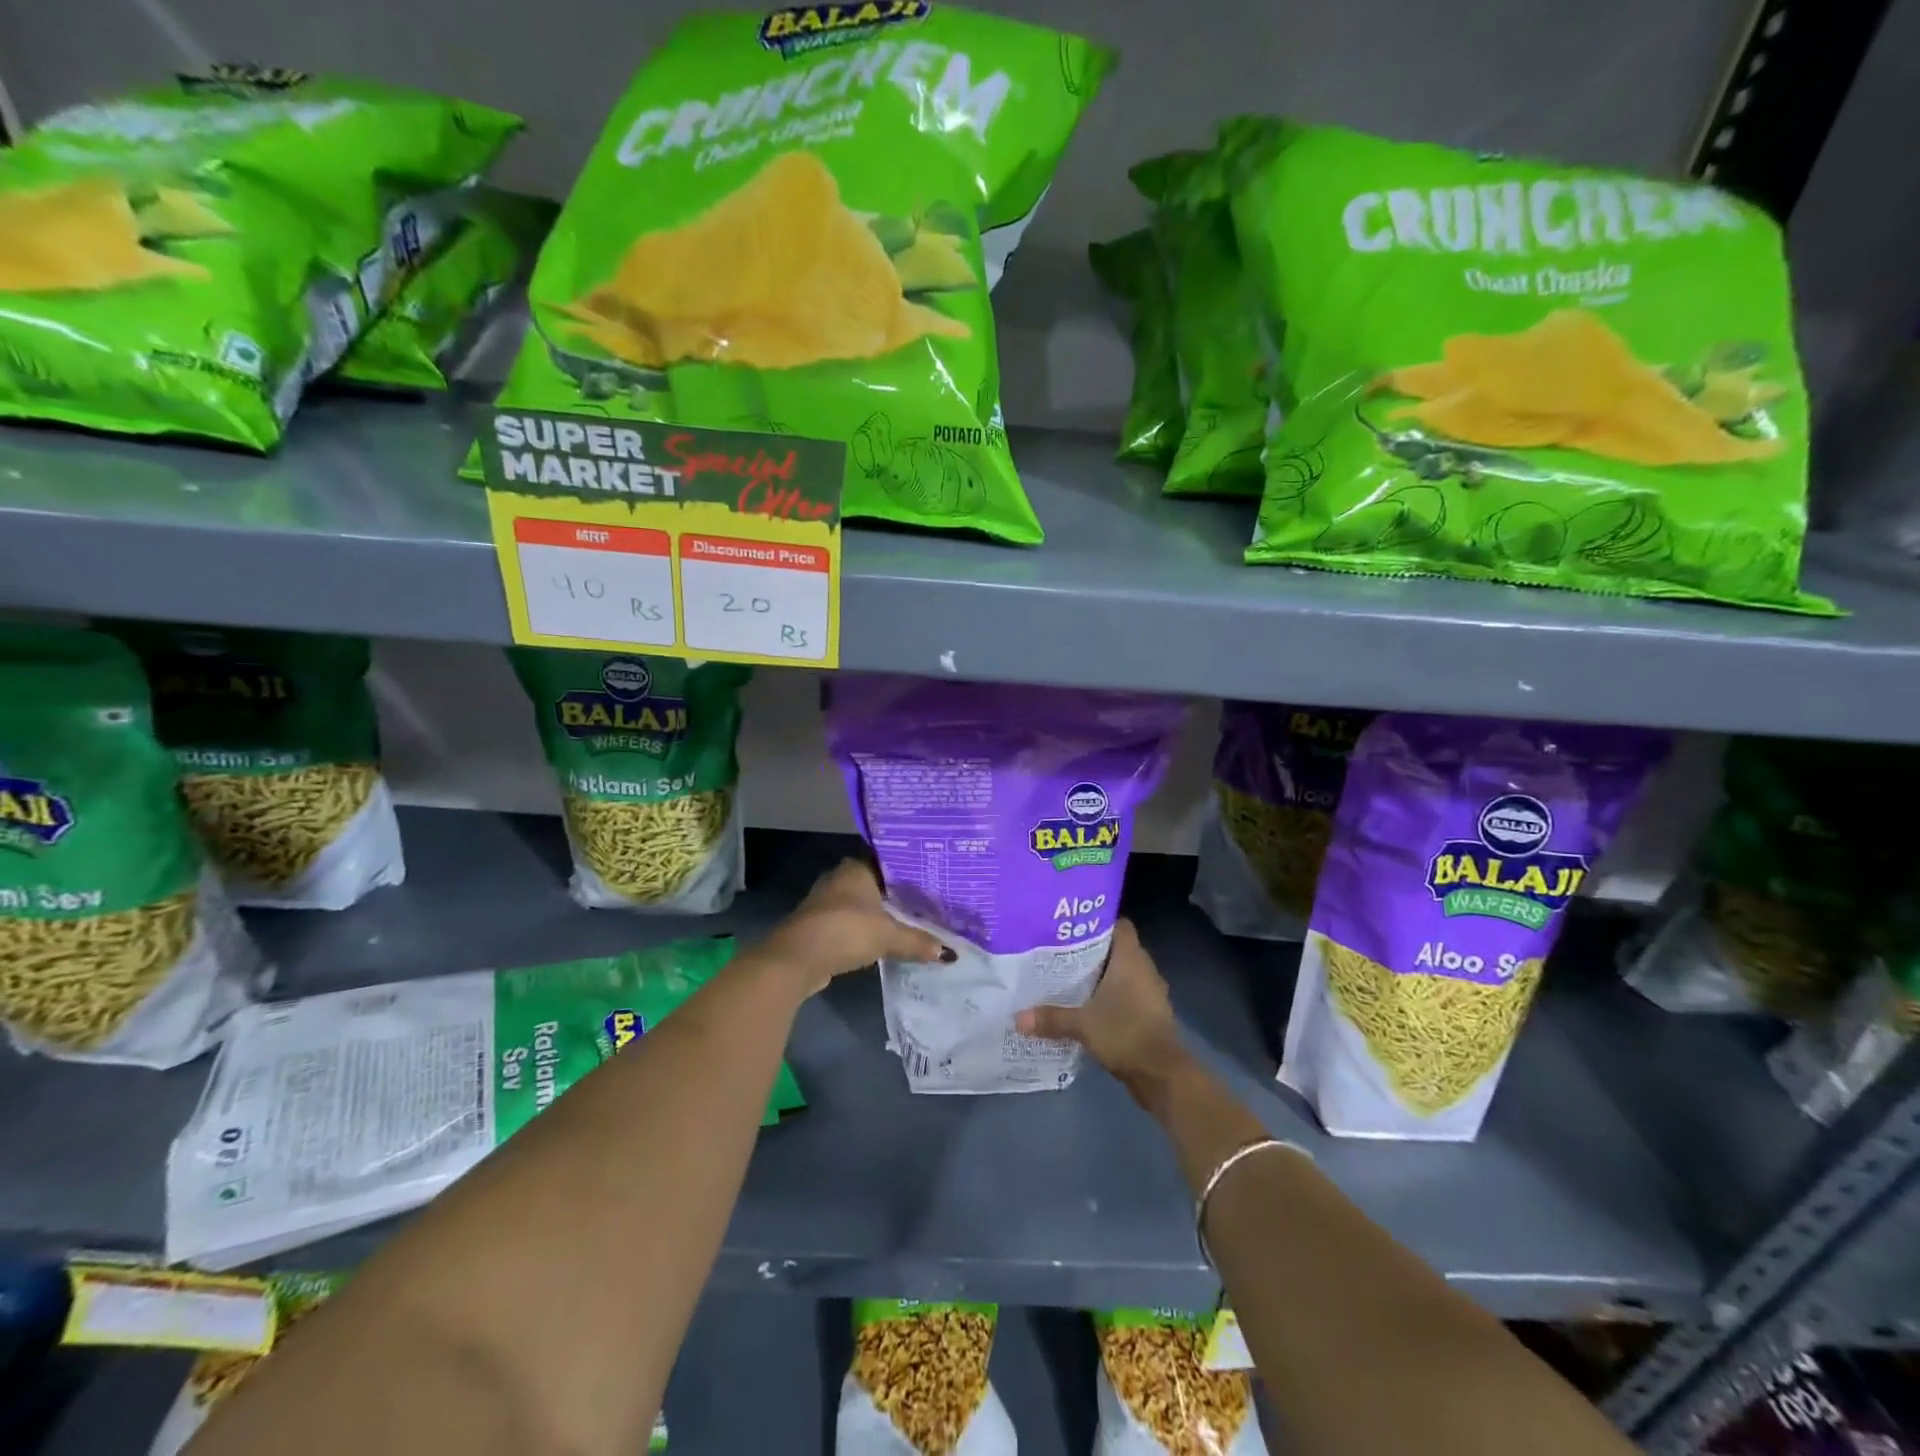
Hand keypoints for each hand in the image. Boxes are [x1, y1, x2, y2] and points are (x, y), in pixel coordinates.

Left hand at [758, 859, 951, 992]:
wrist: (797, 958)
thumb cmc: (845, 931)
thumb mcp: (888, 936)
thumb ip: (918, 941)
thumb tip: (949, 953)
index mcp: (856, 867)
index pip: (888, 861)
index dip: (909, 870)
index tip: (931, 879)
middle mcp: (840, 878)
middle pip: (875, 883)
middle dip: (896, 894)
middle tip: (927, 902)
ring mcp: (826, 902)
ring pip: (861, 904)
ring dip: (879, 914)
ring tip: (911, 921)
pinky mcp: (819, 925)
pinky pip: (850, 922)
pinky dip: (865, 930)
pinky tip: (883, 939)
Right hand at [1014, 920, 1187, 1096]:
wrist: (1162, 1075)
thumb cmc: (1125, 1034)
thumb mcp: (1082, 1025)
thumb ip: (1051, 1018)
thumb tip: (1017, 1017)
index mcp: (1131, 959)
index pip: (1119, 925)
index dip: (1098, 922)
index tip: (1072, 927)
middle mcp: (1143, 969)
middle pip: (1117, 949)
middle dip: (1092, 950)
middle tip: (1061, 951)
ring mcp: (1149, 992)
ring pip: (1123, 973)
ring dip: (1102, 975)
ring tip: (1069, 977)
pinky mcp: (1150, 1013)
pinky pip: (1127, 994)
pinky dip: (1111, 996)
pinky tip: (1087, 1005)